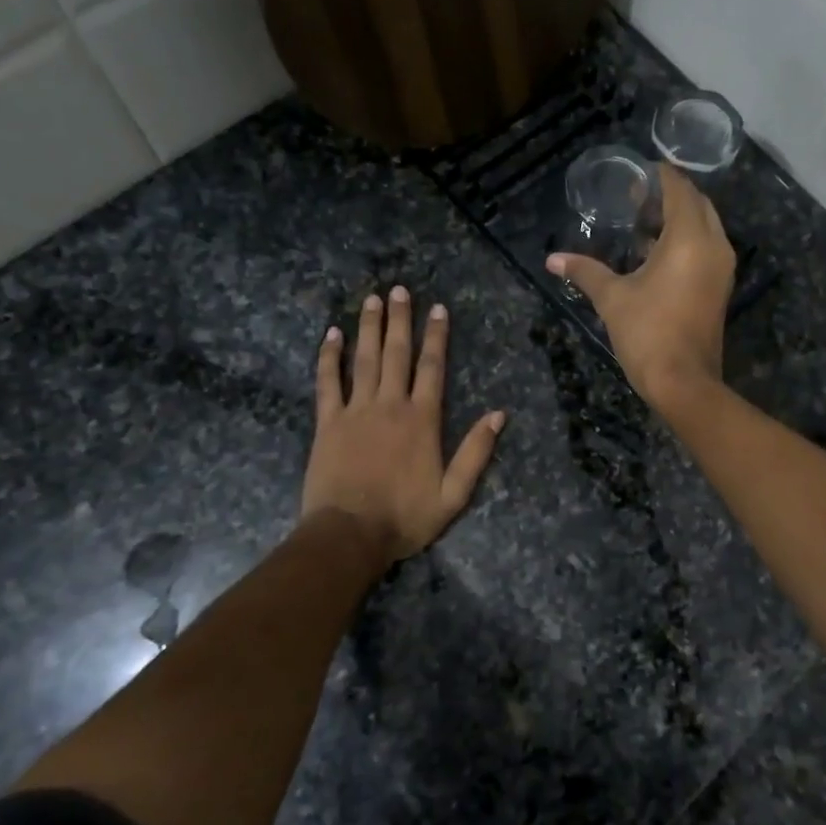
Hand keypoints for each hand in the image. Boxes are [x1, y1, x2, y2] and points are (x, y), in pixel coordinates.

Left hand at [301, 287, 506, 560]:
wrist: (349, 535)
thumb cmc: (405, 517)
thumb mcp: (453, 494)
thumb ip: (476, 452)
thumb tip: (498, 415)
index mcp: (422, 420)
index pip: (432, 368)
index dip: (436, 336)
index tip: (438, 308)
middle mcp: (390, 405)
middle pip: (396, 354)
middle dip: (400, 319)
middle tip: (398, 289)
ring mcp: (355, 411)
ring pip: (364, 359)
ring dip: (368, 327)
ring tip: (371, 299)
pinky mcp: (327, 423)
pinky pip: (328, 382)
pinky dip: (329, 357)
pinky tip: (331, 334)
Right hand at [547, 164, 734, 414]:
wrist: (683, 382)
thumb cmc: (648, 333)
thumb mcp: (612, 298)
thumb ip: (584, 271)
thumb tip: (552, 260)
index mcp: (689, 238)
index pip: (679, 189)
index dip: (658, 176)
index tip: (634, 173)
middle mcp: (714, 245)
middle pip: (696, 203)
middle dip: (669, 196)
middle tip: (635, 198)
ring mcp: (721, 267)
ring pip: (704, 226)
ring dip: (678, 219)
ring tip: (641, 222)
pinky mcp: (720, 287)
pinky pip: (706, 248)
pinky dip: (685, 240)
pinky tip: (654, 252)